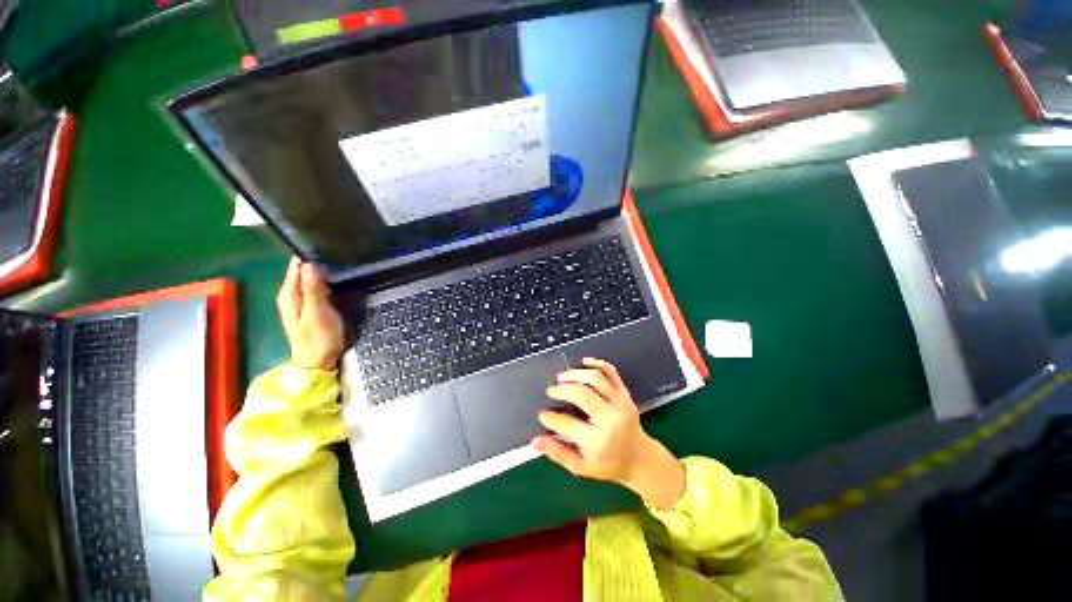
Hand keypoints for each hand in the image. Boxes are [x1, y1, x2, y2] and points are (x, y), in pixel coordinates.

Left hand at [277, 257, 344, 369]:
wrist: (318, 363)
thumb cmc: (318, 339)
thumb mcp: (318, 313)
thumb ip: (313, 289)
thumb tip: (310, 263)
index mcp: (289, 293)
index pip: (297, 264)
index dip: (312, 254)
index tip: (331, 246)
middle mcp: (291, 294)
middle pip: (304, 270)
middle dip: (320, 261)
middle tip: (343, 254)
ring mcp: (301, 301)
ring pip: (311, 278)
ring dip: (325, 271)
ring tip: (345, 262)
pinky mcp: (312, 307)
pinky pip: (318, 287)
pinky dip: (327, 281)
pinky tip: (341, 279)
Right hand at [532, 358, 685, 509]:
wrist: (639, 457)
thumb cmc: (607, 464)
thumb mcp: (581, 467)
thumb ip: (558, 453)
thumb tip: (534, 441)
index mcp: (598, 441)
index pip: (567, 424)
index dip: (550, 418)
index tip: (542, 414)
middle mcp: (610, 419)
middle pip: (582, 394)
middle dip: (562, 390)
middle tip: (551, 391)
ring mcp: (620, 402)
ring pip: (595, 378)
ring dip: (575, 374)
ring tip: (562, 378)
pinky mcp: (625, 392)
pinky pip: (611, 371)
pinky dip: (597, 363)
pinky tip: (583, 362)